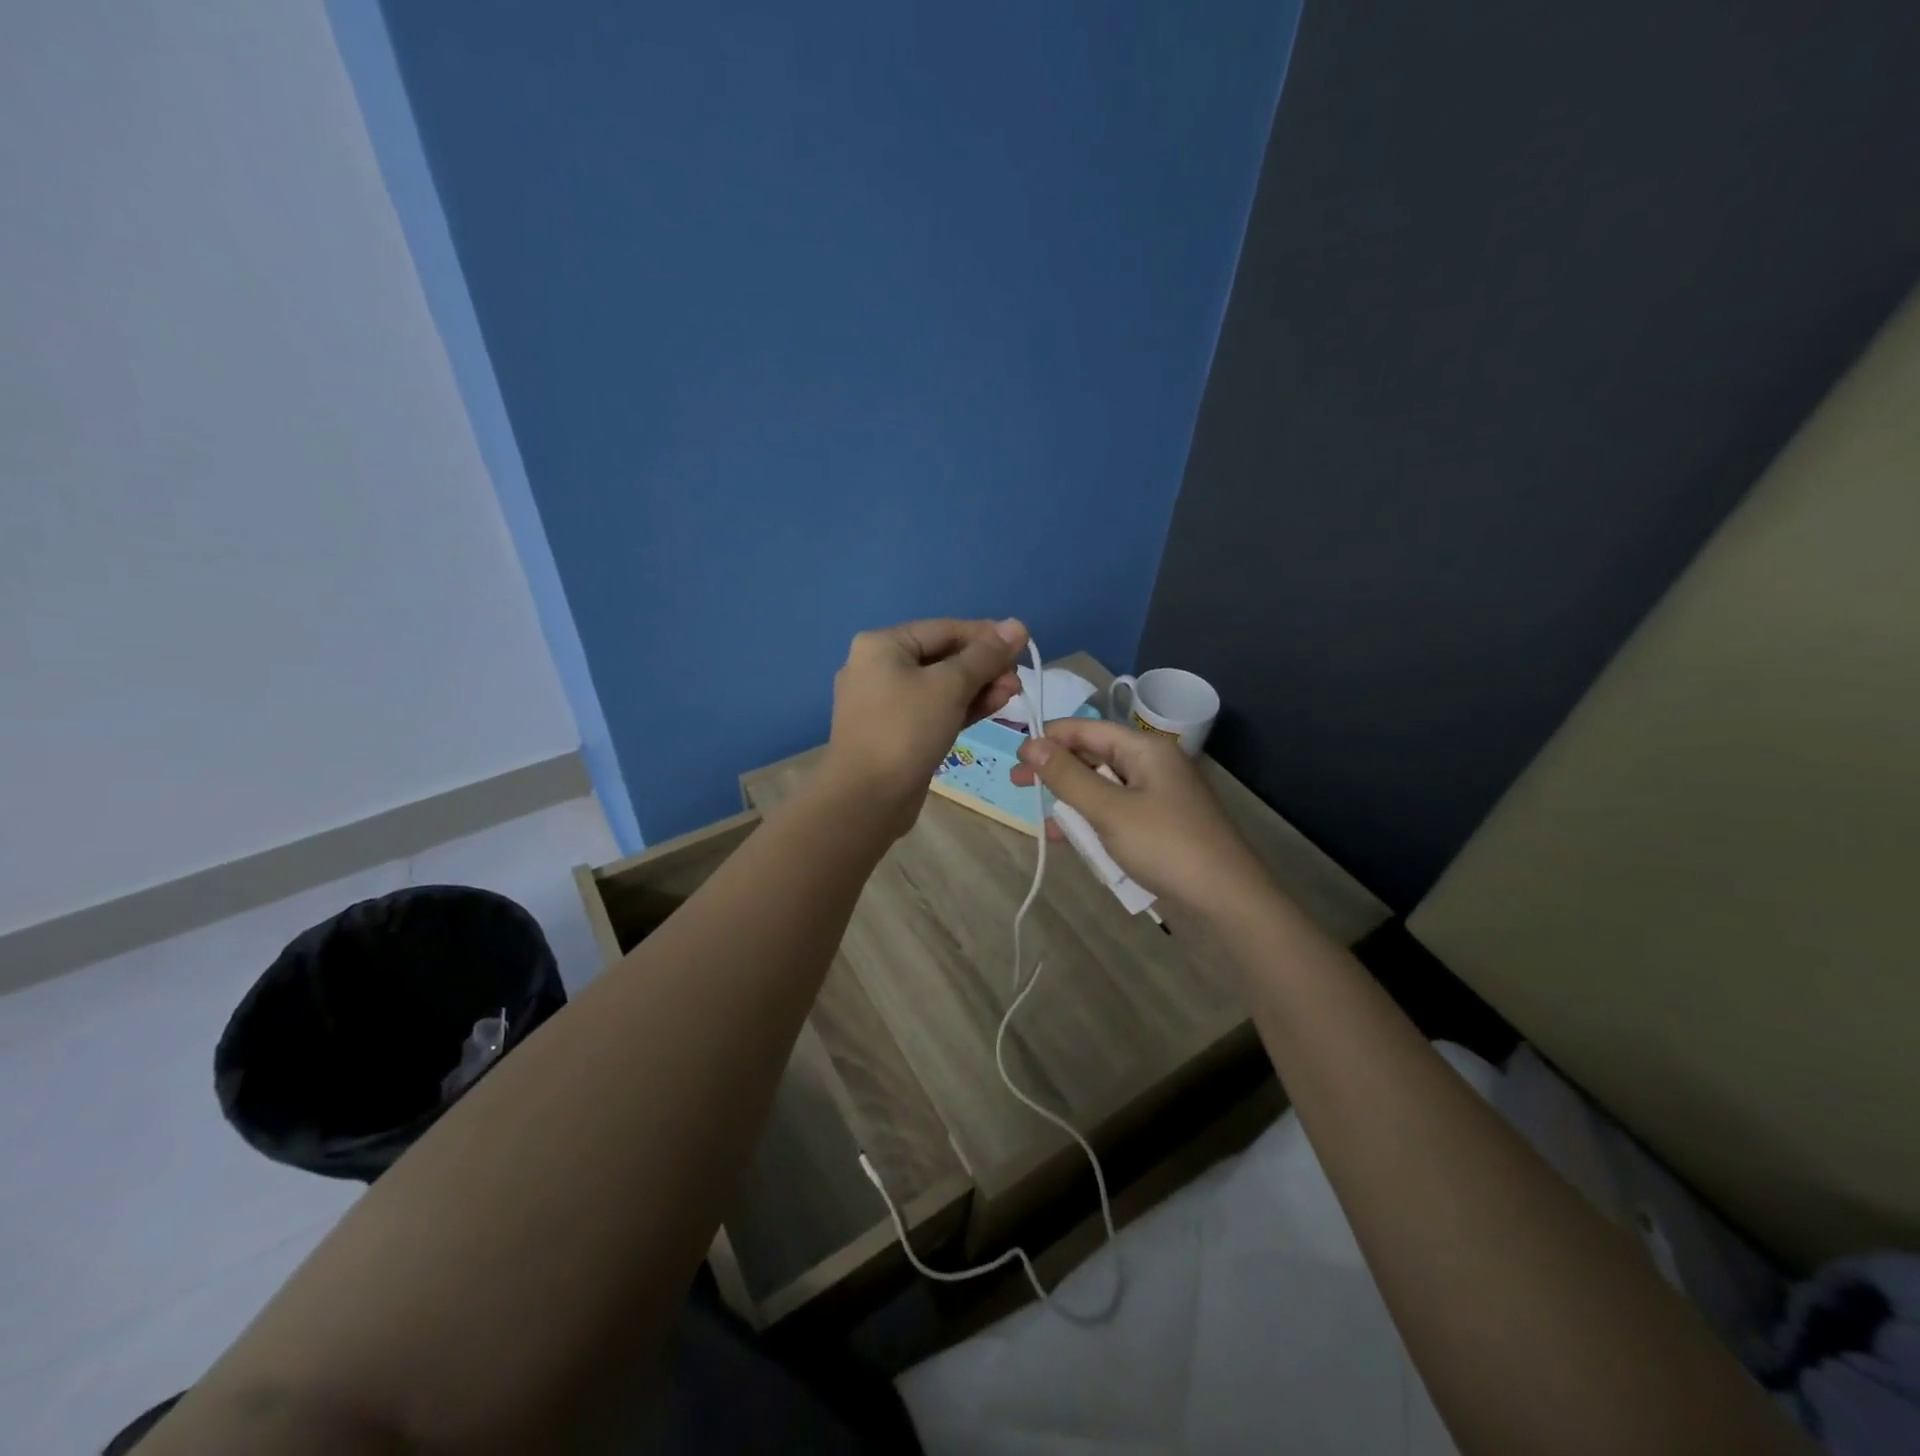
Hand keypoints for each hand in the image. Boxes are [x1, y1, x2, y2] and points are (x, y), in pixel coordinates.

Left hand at [817, 617, 1028, 835]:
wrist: (866, 798)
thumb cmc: (906, 730)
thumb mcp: (950, 686)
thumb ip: (985, 656)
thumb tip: (1018, 625)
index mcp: (882, 645)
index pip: (944, 629)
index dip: (986, 635)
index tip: (1022, 646)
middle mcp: (878, 667)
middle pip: (942, 656)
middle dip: (984, 666)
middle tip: (1018, 680)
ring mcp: (884, 702)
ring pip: (940, 685)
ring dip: (978, 687)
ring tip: (1013, 693)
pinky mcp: (895, 731)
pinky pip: (933, 709)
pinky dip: (961, 707)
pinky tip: (994, 707)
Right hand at [1010, 718, 1272, 920]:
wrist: (1226, 898)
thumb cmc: (1165, 845)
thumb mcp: (1109, 810)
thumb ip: (1068, 776)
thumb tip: (1032, 744)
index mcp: (1145, 748)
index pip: (1087, 729)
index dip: (1049, 739)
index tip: (1015, 757)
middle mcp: (1153, 763)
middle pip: (1094, 755)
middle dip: (1057, 770)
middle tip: (1019, 786)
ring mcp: (1159, 793)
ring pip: (1103, 785)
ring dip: (1072, 799)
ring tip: (1043, 818)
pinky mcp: (1161, 821)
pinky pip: (1117, 810)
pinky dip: (1093, 819)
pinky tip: (1071, 838)